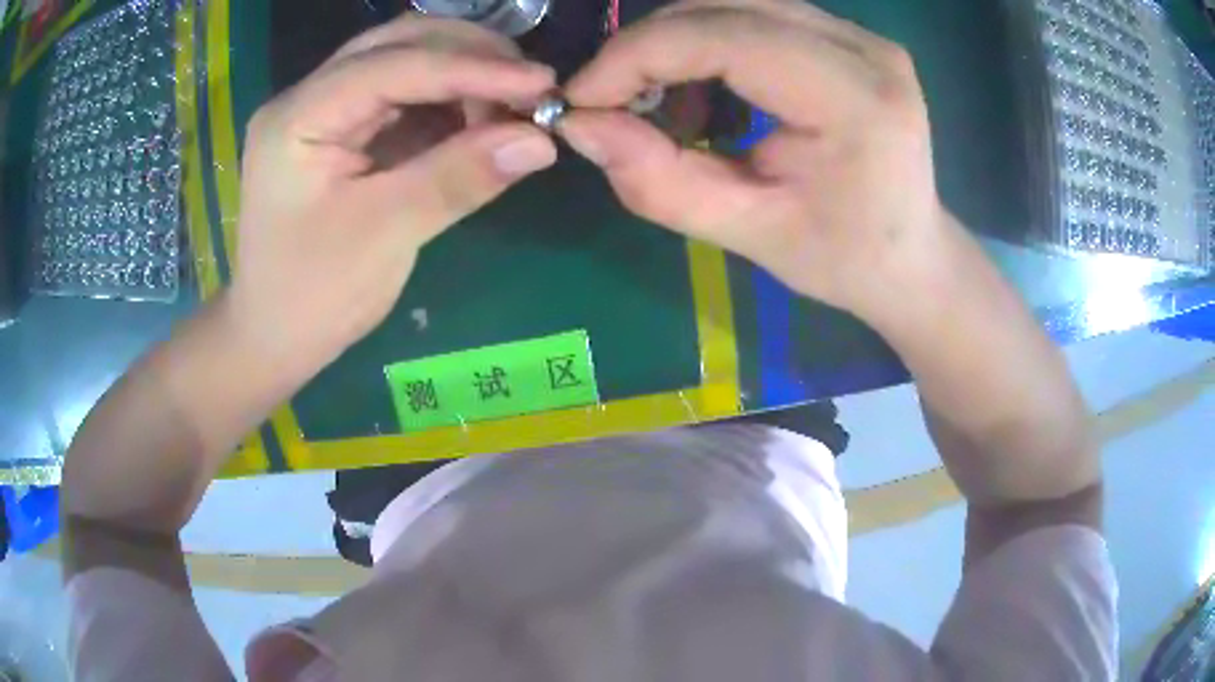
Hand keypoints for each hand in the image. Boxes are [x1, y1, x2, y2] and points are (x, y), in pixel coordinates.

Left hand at [229, 18, 556, 369]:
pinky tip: (485, 119)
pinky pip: (406, 98)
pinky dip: (451, 102)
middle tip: (531, 87)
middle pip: (398, 44)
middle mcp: (309, 97)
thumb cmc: (311, 296)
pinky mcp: (346, 132)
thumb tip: (541, 140)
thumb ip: (457, 178)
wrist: (273, 337)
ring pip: (406, 62)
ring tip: (515, 105)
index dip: (472, 70)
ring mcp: (327, 111)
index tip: (541, 83)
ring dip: (465, 75)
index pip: (393, 66)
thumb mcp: (383, 237)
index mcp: (298, 116)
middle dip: (470, 56)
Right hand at [560, 0, 947, 319]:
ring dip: (675, 43)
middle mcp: (863, 47)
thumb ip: (661, 182)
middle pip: (724, 4)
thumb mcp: (750, 235)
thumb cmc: (843, 259)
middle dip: (648, 46)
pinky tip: (704, 93)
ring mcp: (859, 34)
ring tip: (661, 105)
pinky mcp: (848, 36)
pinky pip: (754, 15)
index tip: (582, 99)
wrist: (913, 256)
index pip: (725, 35)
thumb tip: (580, 126)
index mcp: (855, 98)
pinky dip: (706, 43)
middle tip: (613, 102)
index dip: (637, 55)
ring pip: (733, 3)